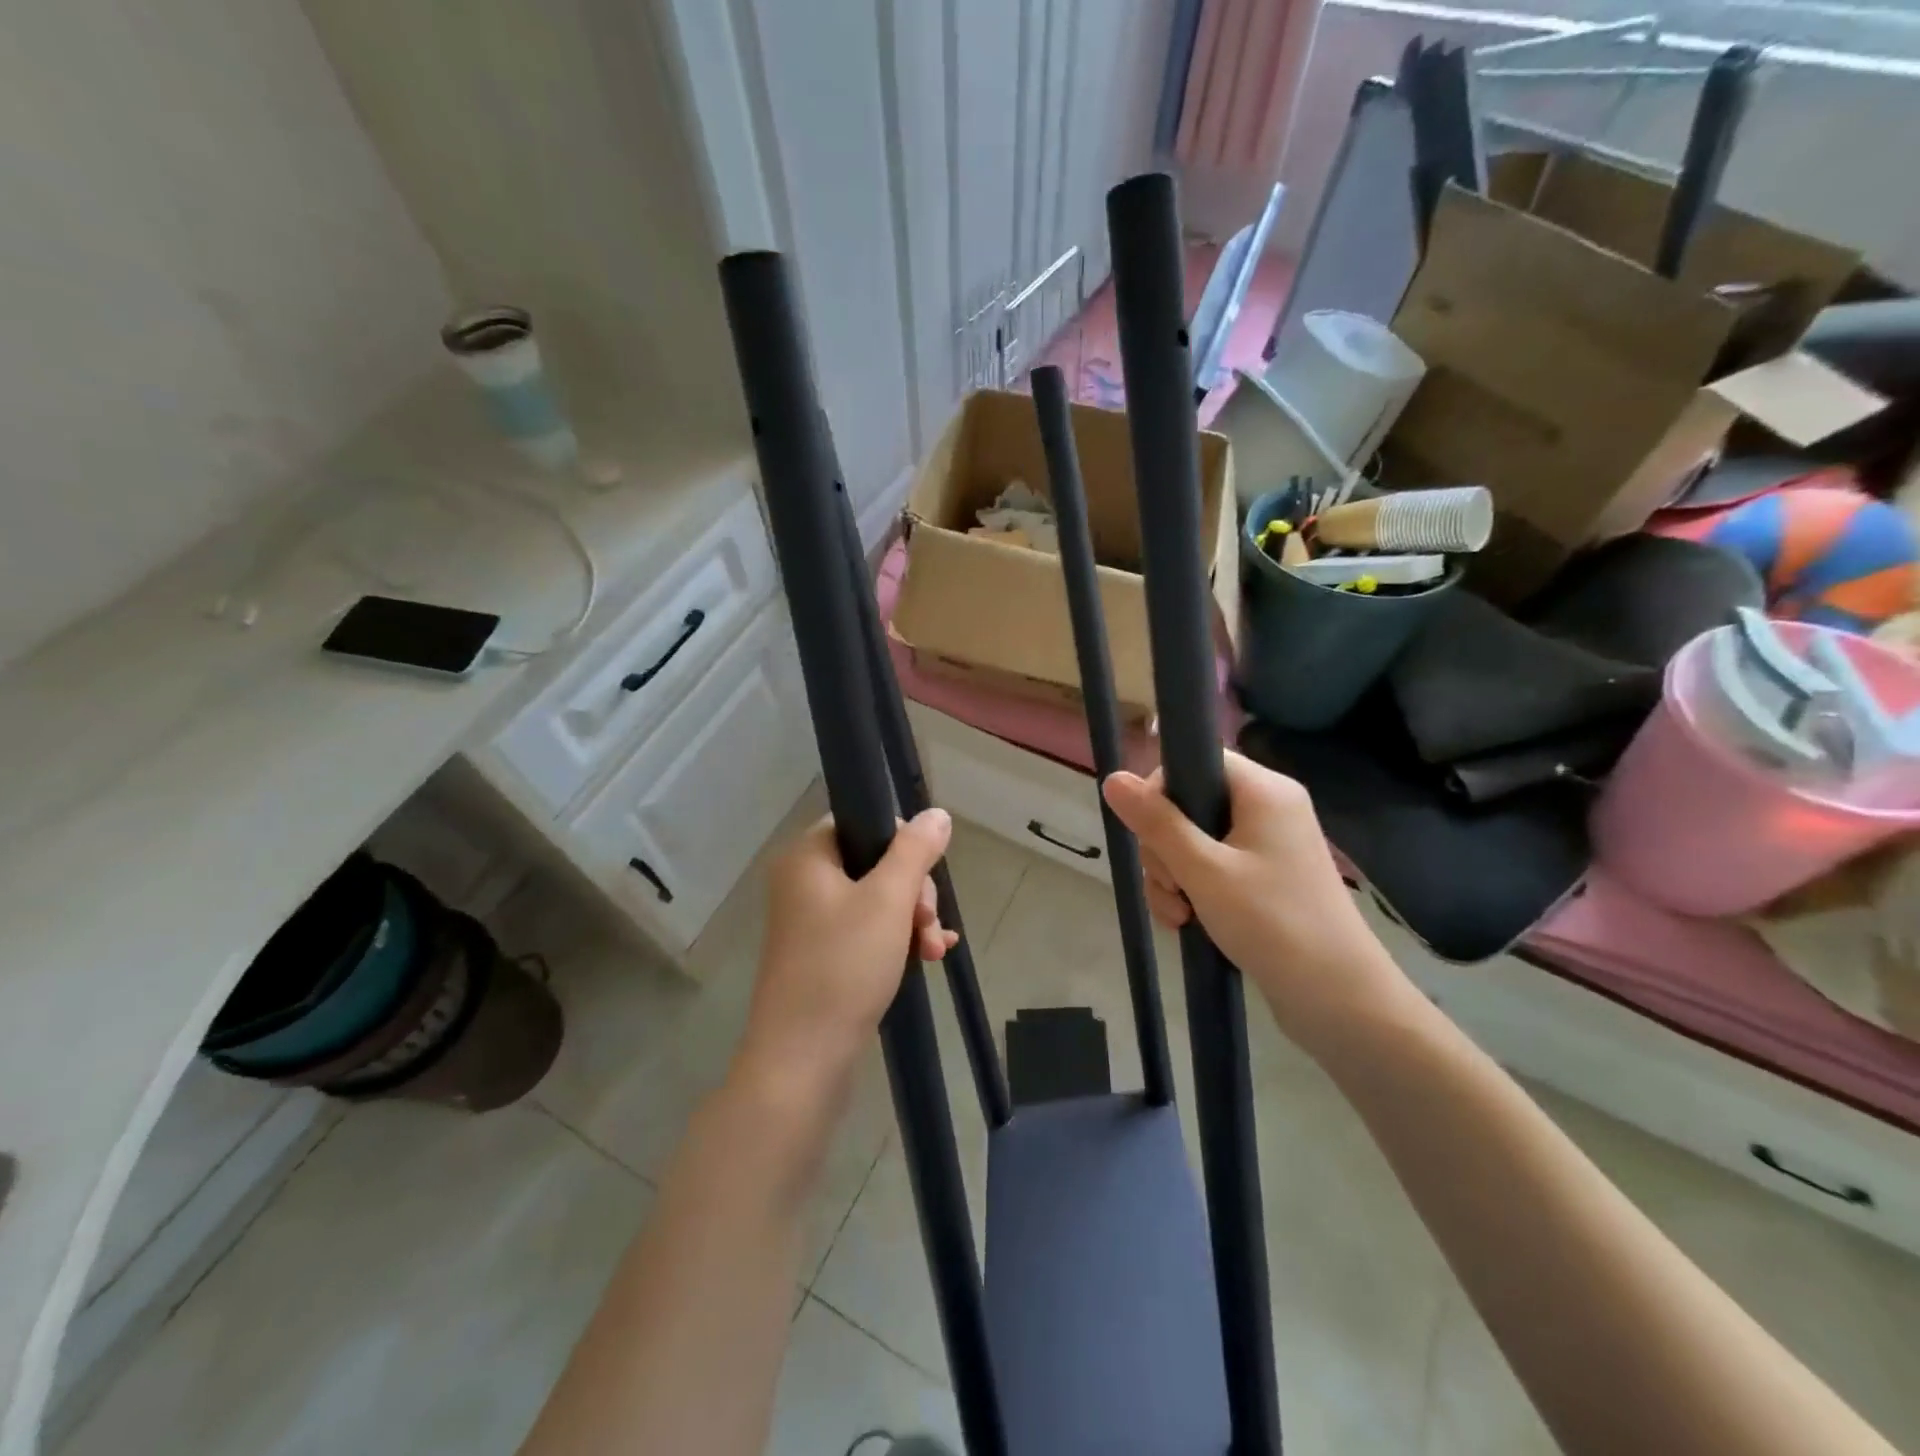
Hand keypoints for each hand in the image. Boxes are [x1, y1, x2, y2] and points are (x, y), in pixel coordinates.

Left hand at [738, 809, 956, 1100]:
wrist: (802, 1059)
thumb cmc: (843, 967)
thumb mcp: (888, 901)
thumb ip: (914, 851)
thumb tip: (936, 814)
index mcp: (807, 857)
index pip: (861, 822)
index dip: (901, 842)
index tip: (923, 876)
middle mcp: (803, 883)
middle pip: (874, 862)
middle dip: (913, 891)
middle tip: (927, 922)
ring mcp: (811, 922)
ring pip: (877, 900)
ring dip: (913, 919)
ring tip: (934, 950)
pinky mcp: (823, 955)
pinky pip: (868, 931)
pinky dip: (899, 939)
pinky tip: (931, 957)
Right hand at [1102, 752, 1411, 1055]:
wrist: (1340, 1002)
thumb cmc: (1273, 923)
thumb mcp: (1203, 871)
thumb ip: (1156, 823)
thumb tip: (1113, 778)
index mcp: (1263, 790)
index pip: (1196, 759)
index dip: (1162, 790)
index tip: (1149, 832)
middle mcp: (1267, 809)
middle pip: (1188, 804)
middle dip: (1164, 848)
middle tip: (1173, 886)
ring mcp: (1266, 846)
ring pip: (1192, 842)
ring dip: (1173, 877)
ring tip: (1179, 915)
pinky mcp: (1263, 879)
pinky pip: (1210, 869)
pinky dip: (1192, 892)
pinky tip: (1186, 923)